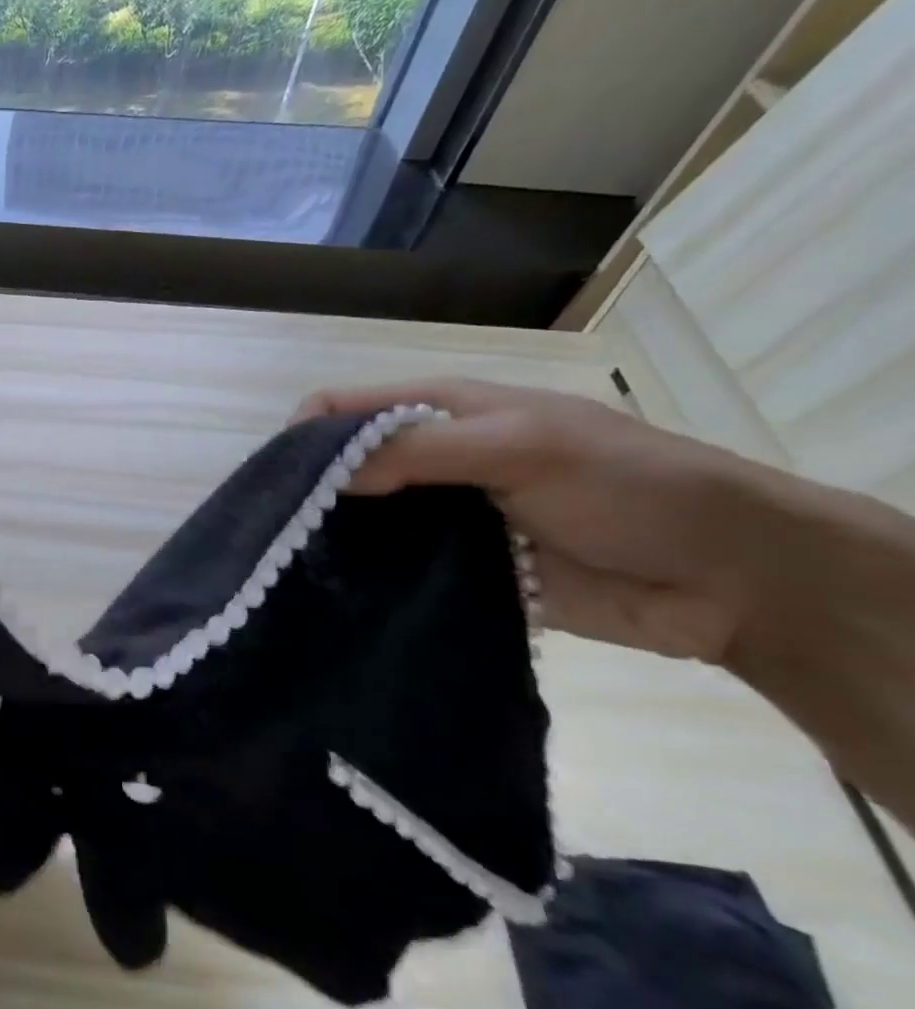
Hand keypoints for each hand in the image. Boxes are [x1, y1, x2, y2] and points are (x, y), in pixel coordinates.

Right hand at [292, 380, 760, 662]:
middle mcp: (429, 460)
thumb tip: (322, 471)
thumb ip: (420, 450)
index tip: (278, 484)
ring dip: (333, 540)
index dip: (303, 436)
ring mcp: (440, 518)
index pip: (343, 410)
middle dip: (308, 493)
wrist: (730, 578)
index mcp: (440, 412)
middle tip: (277, 537)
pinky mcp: (455, 571)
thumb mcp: (522, 446)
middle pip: (343, 467)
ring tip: (297, 573)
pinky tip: (341, 598)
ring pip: (362, 521)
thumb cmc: (629, 486)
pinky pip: (393, 570)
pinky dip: (366, 579)